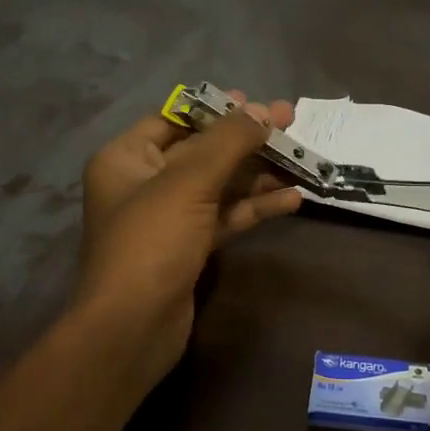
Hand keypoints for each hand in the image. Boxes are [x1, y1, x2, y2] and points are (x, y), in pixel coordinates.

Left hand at [74, 93, 301, 382]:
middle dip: (246, 140)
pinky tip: (292, 199)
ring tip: (302, 160)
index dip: (216, 109)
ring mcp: (168, 218)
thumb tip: (263, 111)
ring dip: (257, 175)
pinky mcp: (188, 247)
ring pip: (218, 185)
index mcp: (127, 158)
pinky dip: (254, 208)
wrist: (132, 327)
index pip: (174, 119)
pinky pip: (224, 217)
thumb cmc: (151, 243)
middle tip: (291, 123)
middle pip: (202, 151)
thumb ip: (228, 143)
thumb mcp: (188, 183)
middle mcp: (144, 183)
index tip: (257, 103)